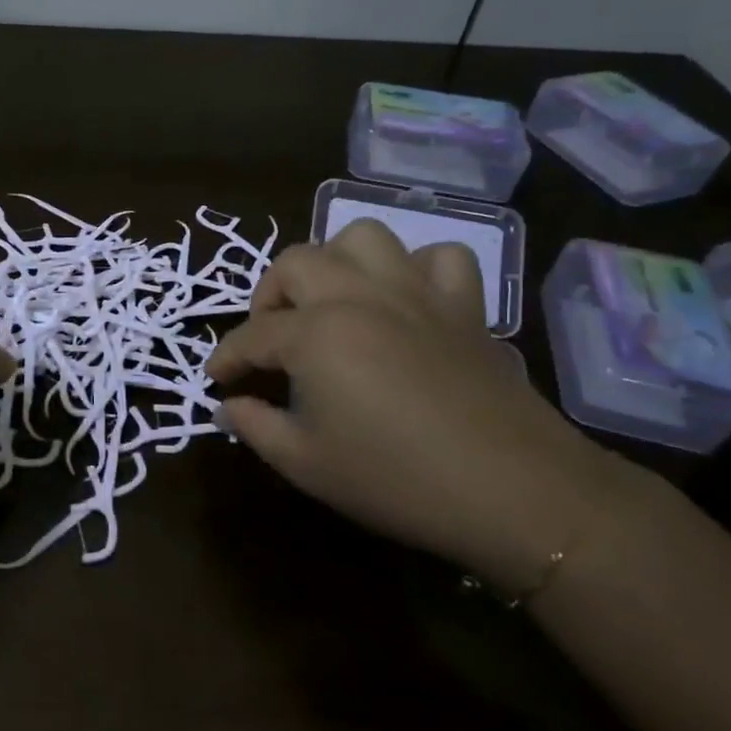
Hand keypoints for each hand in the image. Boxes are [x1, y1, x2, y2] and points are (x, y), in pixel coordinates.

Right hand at [206, 220, 618, 594]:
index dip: (227, 356)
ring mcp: (415, 293)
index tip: (216, 377)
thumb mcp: (306, 463)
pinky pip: (438, 258)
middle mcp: (358, 296)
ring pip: (363, 238)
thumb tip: (226, 407)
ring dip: (335, 262)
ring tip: (329, 302)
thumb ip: (255, 426)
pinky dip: (414, 269)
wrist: (515, 491)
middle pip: (295, 264)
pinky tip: (404, 301)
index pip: (253, 335)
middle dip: (268, 296)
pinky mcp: (463, 305)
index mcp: (316, 334)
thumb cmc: (396, 479)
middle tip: (270, 337)